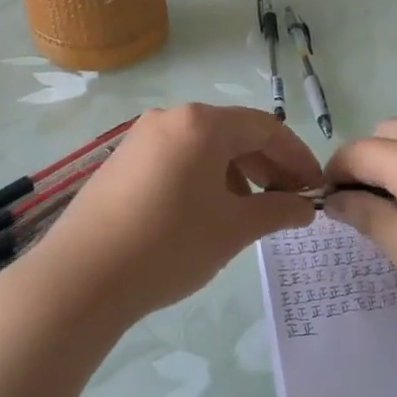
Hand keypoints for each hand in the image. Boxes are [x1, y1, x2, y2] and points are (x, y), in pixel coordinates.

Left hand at [13, 104, 321, 329]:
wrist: (81, 278)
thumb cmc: (169, 245)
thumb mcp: (234, 229)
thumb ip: (278, 210)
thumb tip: (305, 207)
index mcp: (202, 123)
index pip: (266, 128)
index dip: (297, 157)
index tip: (315, 189)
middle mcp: (171, 118)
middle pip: (235, 134)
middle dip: (268, 166)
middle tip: (289, 202)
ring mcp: (142, 138)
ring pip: (205, 147)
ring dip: (237, 174)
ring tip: (250, 213)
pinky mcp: (122, 161)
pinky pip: (178, 159)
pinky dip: (204, 178)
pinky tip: (207, 213)